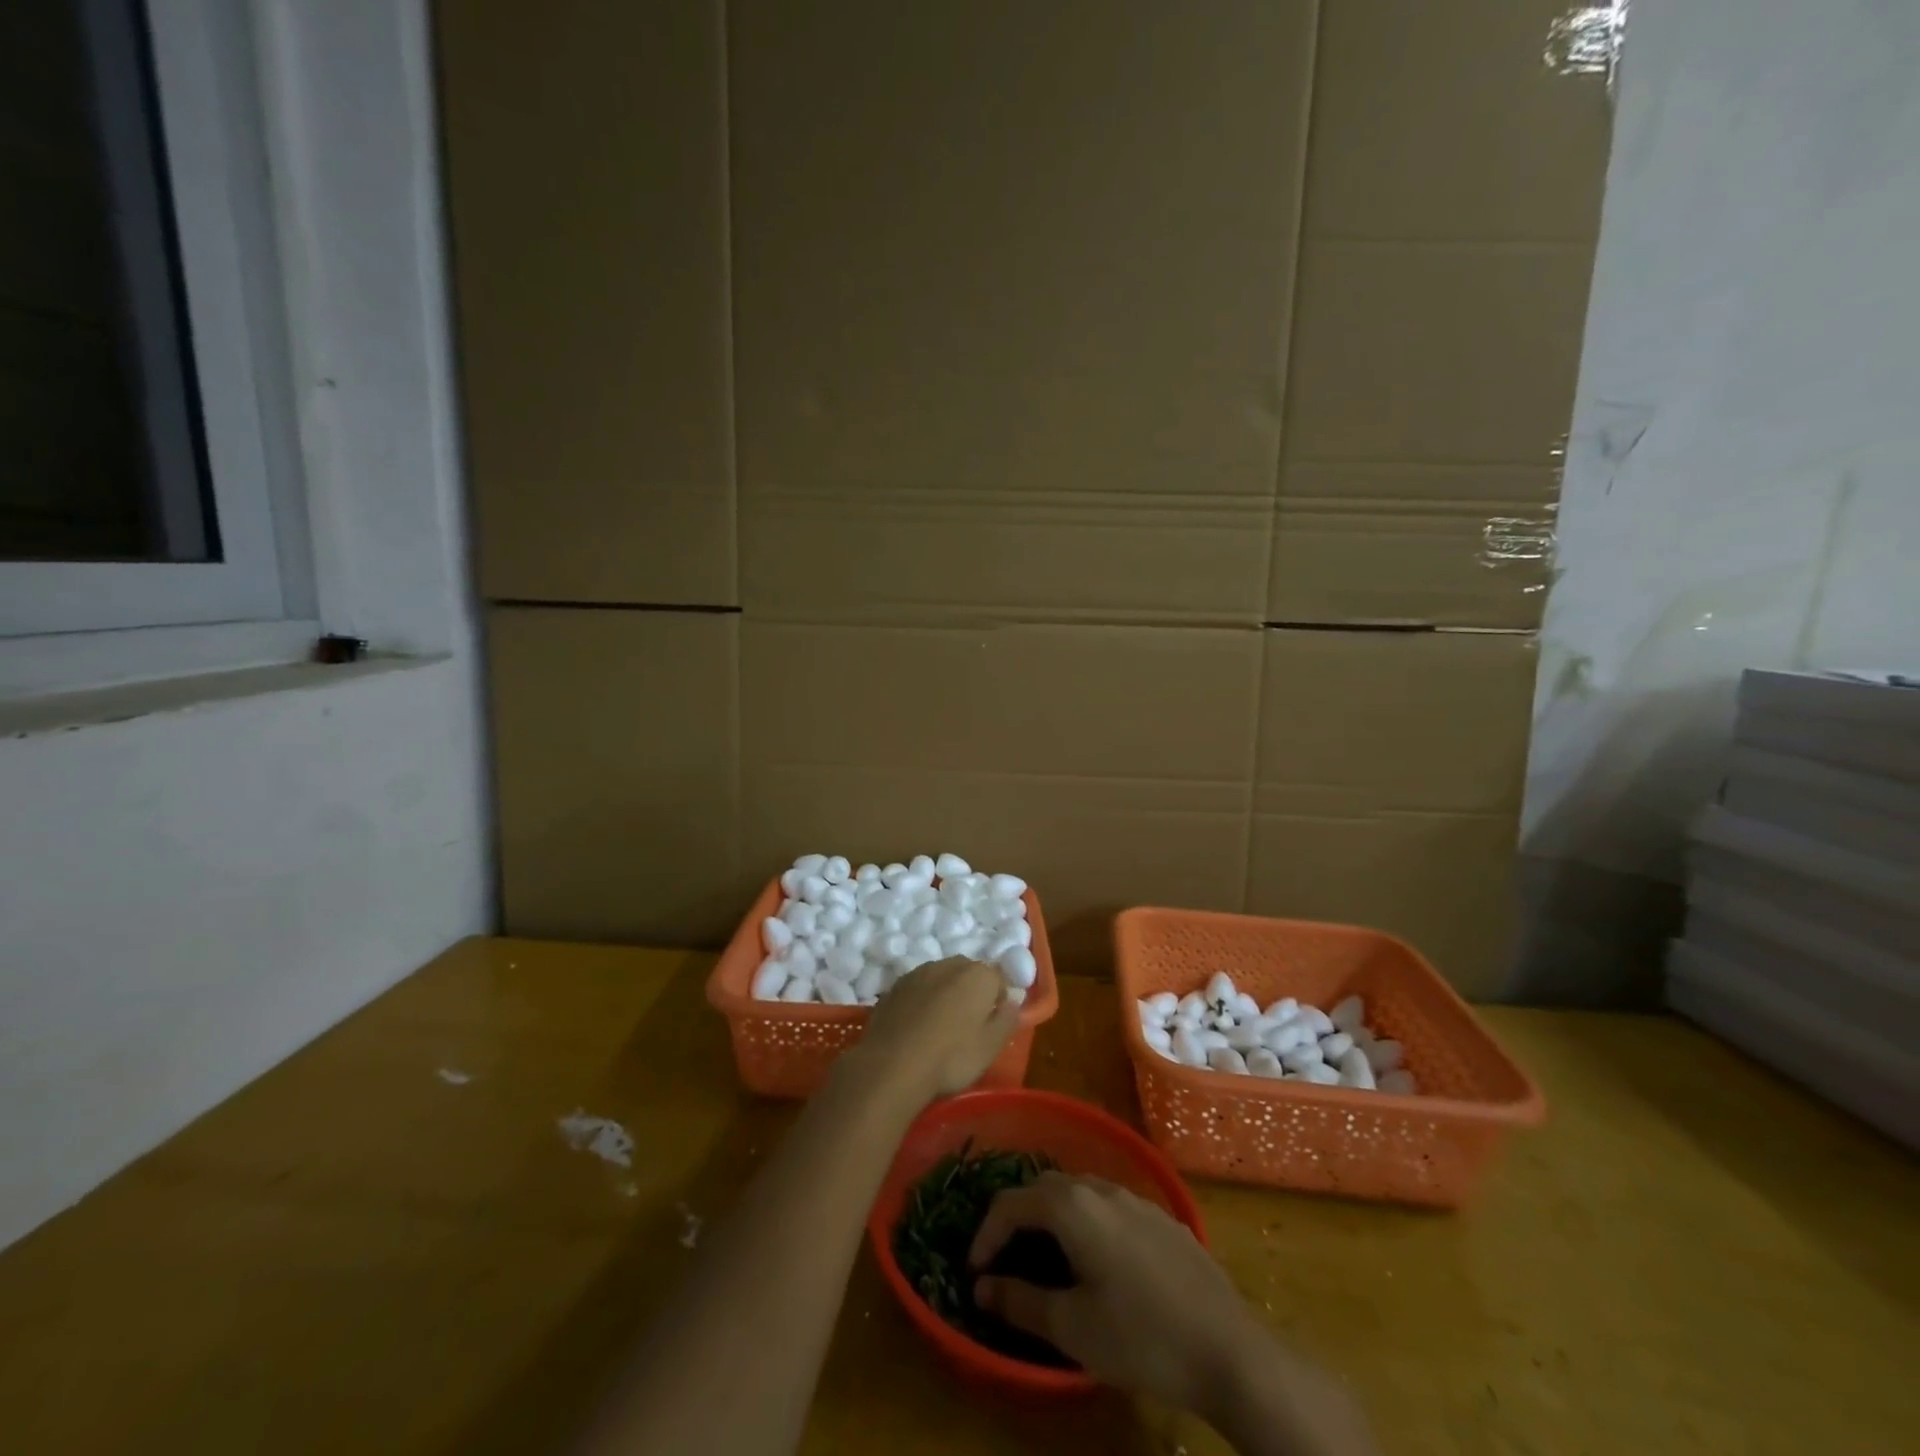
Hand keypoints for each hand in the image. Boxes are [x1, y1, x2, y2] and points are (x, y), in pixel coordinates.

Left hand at [840, 958, 1019, 1109]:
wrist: (892, 1065)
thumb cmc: (951, 1057)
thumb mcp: (991, 1047)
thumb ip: (1007, 1020)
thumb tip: (1012, 1004)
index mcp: (979, 975)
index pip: (999, 980)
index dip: (998, 1003)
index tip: (991, 1027)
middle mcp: (949, 964)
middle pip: (968, 974)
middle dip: (971, 994)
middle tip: (968, 1027)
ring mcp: (918, 972)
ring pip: (941, 979)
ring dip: (945, 995)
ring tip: (940, 1028)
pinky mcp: (895, 986)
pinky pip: (918, 989)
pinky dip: (921, 1002)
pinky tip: (917, 1028)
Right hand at [969, 1172, 1248, 1408]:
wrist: (1229, 1349)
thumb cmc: (1141, 1337)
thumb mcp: (1072, 1328)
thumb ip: (1020, 1301)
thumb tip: (982, 1285)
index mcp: (1073, 1206)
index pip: (1011, 1202)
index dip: (986, 1234)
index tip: (974, 1271)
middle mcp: (1101, 1187)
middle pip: (1044, 1187)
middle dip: (1017, 1217)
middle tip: (1006, 1259)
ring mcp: (1136, 1198)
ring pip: (1079, 1191)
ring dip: (1052, 1216)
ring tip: (1046, 1259)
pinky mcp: (1162, 1216)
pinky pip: (1109, 1205)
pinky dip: (1086, 1221)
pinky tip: (1098, 1262)